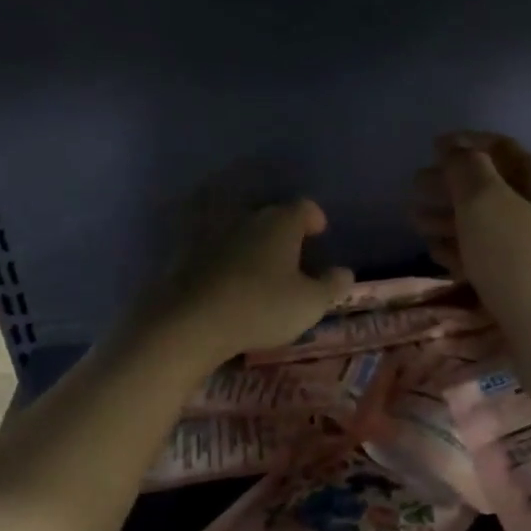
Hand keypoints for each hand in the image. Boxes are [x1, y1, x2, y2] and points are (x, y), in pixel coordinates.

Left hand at [142, 198, 352, 367]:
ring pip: (241, 233)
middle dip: (284, 233)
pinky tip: (231, 284)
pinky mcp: (186, 255)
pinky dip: (226, 262)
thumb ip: (332, 285)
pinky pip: (215, 252)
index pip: (304, 207)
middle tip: (294, 257)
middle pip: (271, 217)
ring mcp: (212, 234)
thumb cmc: (261, 307)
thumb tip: (344, 272)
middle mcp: (247, 218)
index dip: (314, 219)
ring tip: (262, 272)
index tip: (319, 233)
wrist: (189, 322)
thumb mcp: (310, 303)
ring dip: (253, 247)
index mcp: (281, 223)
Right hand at [410, 132, 530, 340]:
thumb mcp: (487, 204)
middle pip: (492, 187)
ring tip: (415, 223)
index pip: (501, 148)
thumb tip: (455, 149)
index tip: (431, 147)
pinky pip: (489, 259)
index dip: (466, 143)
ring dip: (450, 219)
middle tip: (413, 190)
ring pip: (487, 225)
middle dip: (451, 185)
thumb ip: (467, 170)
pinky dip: (463, 252)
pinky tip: (439, 256)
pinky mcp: (527, 289)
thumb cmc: (522, 263)